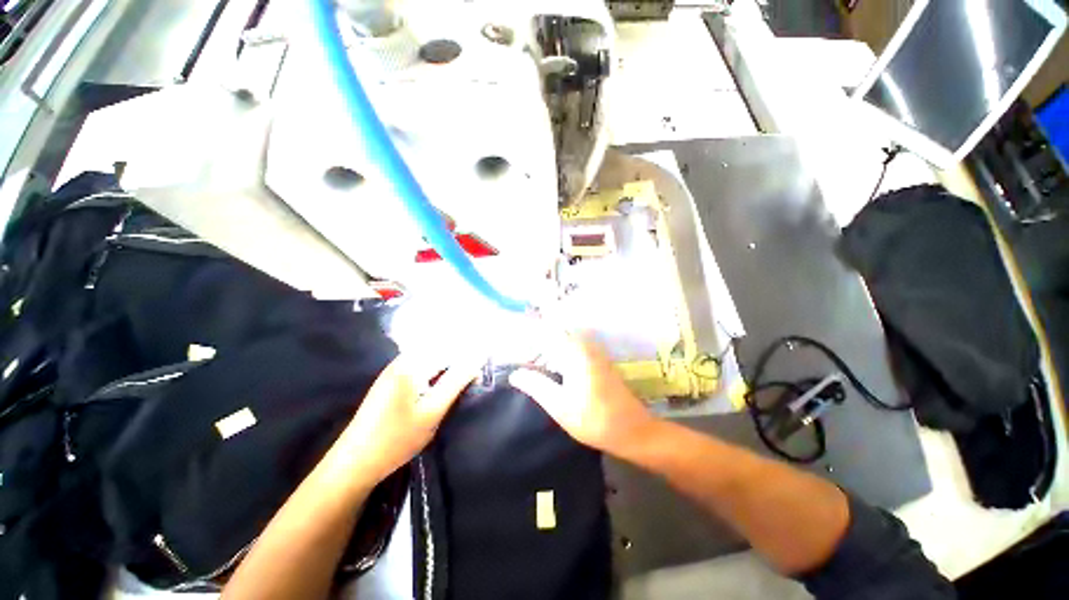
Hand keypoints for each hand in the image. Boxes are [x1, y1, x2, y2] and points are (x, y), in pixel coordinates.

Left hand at [341, 355, 478, 488]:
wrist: (354, 462)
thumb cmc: (397, 438)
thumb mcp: (433, 410)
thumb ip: (457, 381)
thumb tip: (478, 357)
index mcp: (412, 364)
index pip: (450, 348)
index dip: (468, 358)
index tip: (480, 374)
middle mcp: (402, 360)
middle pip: (439, 351)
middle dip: (458, 363)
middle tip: (471, 382)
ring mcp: (393, 370)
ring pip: (430, 360)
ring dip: (447, 370)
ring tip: (457, 388)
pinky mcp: (390, 381)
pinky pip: (420, 369)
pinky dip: (434, 376)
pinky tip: (438, 391)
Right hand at [509, 333, 657, 455]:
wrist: (634, 430)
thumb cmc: (595, 420)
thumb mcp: (560, 406)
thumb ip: (536, 386)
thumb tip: (514, 374)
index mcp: (574, 353)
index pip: (545, 333)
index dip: (526, 333)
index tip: (511, 337)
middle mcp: (585, 346)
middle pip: (554, 332)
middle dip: (535, 337)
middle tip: (518, 350)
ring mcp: (594, 352)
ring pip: (564, 338)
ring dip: (547, 343)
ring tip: (530, 355)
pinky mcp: (598, 360)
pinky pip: (573, 346)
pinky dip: (558, 349)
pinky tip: (550, 363)